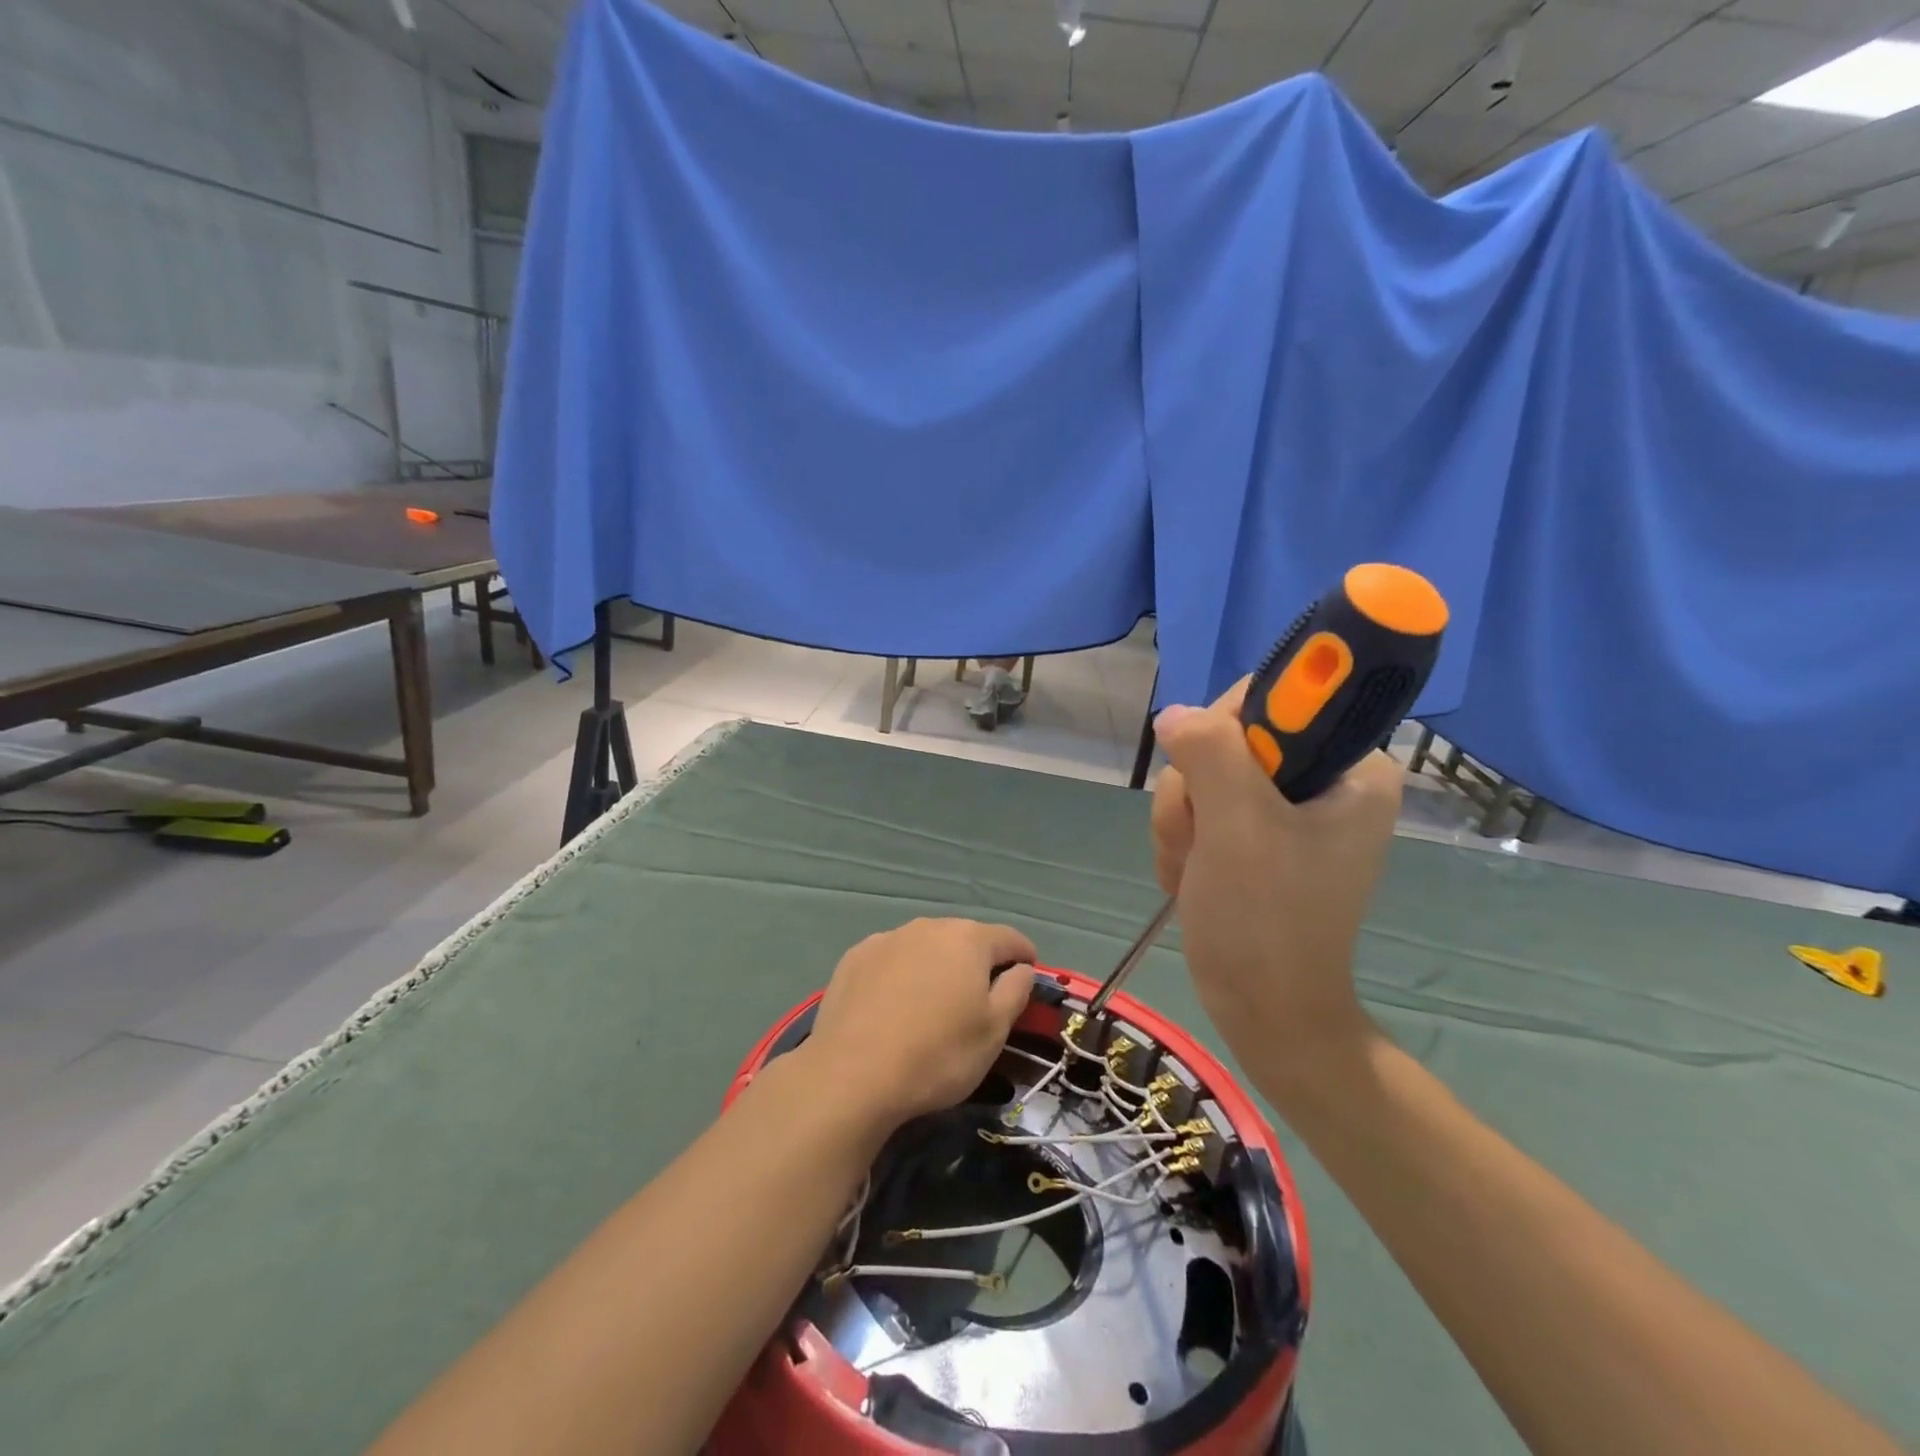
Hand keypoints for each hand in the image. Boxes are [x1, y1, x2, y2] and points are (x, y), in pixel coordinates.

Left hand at [803, 918, 1036, 1128]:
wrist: (852, 1074)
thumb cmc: (937, 1054)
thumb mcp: (994, 1032)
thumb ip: (1015, 991)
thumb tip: (1021, 968)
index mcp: (968, 939)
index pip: (1009, 938)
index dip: (1025, 956)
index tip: (1029, 975)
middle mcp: (928, 927)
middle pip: (965, 938)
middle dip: (978, 961)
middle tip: (980, 997)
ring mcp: (887, 939)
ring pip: (925, 947)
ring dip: (937, 966)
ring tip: (934, 1002)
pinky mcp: (854, 958)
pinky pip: (891, 959)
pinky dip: (901, 974)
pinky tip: (894, 1004)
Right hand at [1149, 680, 1402, 1074]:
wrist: (1262, 1009)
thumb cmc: (1264, 919)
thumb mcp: (1237, 825)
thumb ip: (1210, 751)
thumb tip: (1176, 713)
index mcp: (1351, 769)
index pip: (1278, 698)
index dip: (1228, 728)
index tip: (1209, 776)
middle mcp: (1324, 781)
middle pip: (1229, 738)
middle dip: (1195, 790)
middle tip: (1200, 839)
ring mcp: (1287, 811)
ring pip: (1204, 774)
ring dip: (1181, 821)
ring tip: (1192, 870)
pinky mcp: (1256, 837)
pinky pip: (1200, 806)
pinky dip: (1183, 840)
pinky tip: (1189, 876)